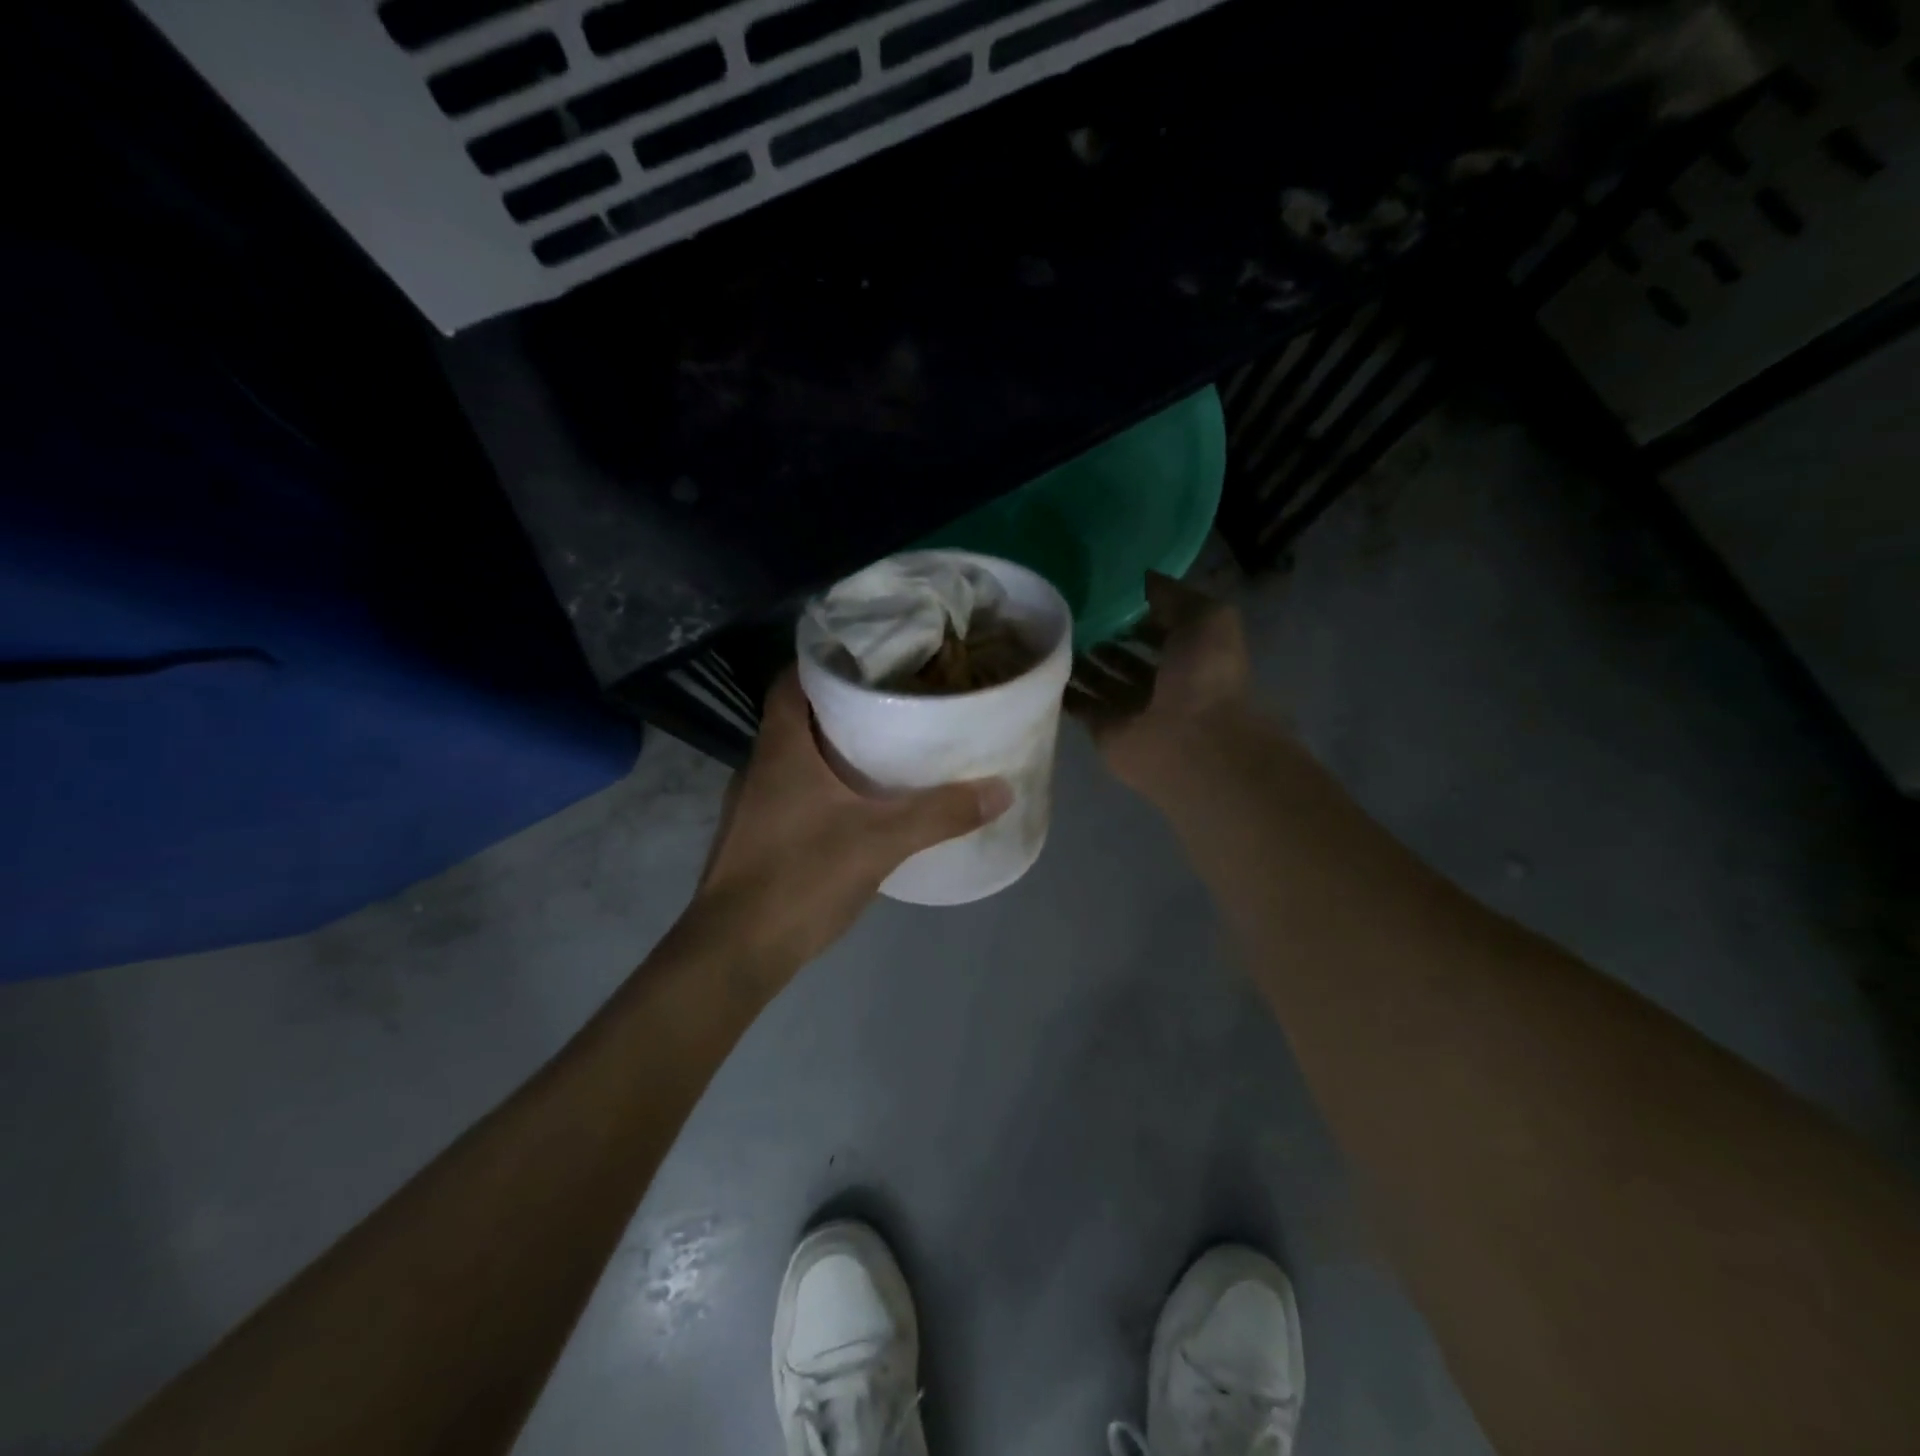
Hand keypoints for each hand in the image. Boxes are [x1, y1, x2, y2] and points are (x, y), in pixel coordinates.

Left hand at [692, 669, 1012, 969]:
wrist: (733, 953)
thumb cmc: (800, 878)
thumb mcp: (880, 842)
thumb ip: (940, 814)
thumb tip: (1001, 789)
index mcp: (780, 748)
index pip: (792, 680)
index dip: (827, 662)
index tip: (873, 659)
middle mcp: (759, 767)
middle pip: (800, 718)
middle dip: (844, 707)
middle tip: (896, 704)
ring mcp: (753, 805)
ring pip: (797, 759)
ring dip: (835, 750)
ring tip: (887, 751)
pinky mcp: (756, 839)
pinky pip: (795, 794)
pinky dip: (826, 788)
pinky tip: (860, 808)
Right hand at [1068, 573, 1256, 798]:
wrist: (1191, 743)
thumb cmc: (1204, 676)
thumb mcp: (1205, 617)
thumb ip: (1173, 595)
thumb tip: (1143, 576)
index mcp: (1191, 655)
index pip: (1159, 628)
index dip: (1135, 611)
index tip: (1103, 591)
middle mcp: (1162, 682)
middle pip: (1126, 655)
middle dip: (1103, 635)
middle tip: (1069, 611)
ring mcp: (1133, 708)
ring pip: (1101, 680)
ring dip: (1081, 661)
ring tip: (1052, 632)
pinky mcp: (1106, 729)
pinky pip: (1080, 705)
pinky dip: (1064, 689)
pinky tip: (1042, 665)